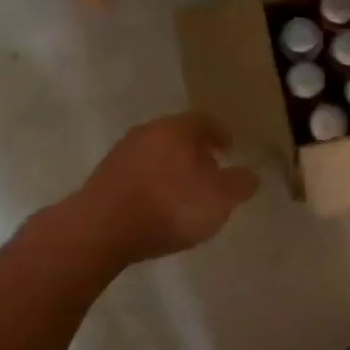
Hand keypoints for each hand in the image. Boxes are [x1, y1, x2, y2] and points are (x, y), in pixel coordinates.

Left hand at [76, 113, 259, 265]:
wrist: (100, 229)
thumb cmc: (169, 206)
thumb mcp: (219, 198)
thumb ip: (239, 184)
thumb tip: (249, 174)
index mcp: (177, 128)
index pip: (205, 120)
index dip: (221, 133)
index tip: (230, 149)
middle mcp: (148, 132)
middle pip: (178, 136)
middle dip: (197, 152)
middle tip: (212, 173)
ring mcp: (121, 153)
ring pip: (156, 154)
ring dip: (173, 169)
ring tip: (186, 195)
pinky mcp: (104, 178)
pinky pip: (138, 174)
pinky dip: (153, 184)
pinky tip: (158, 207)